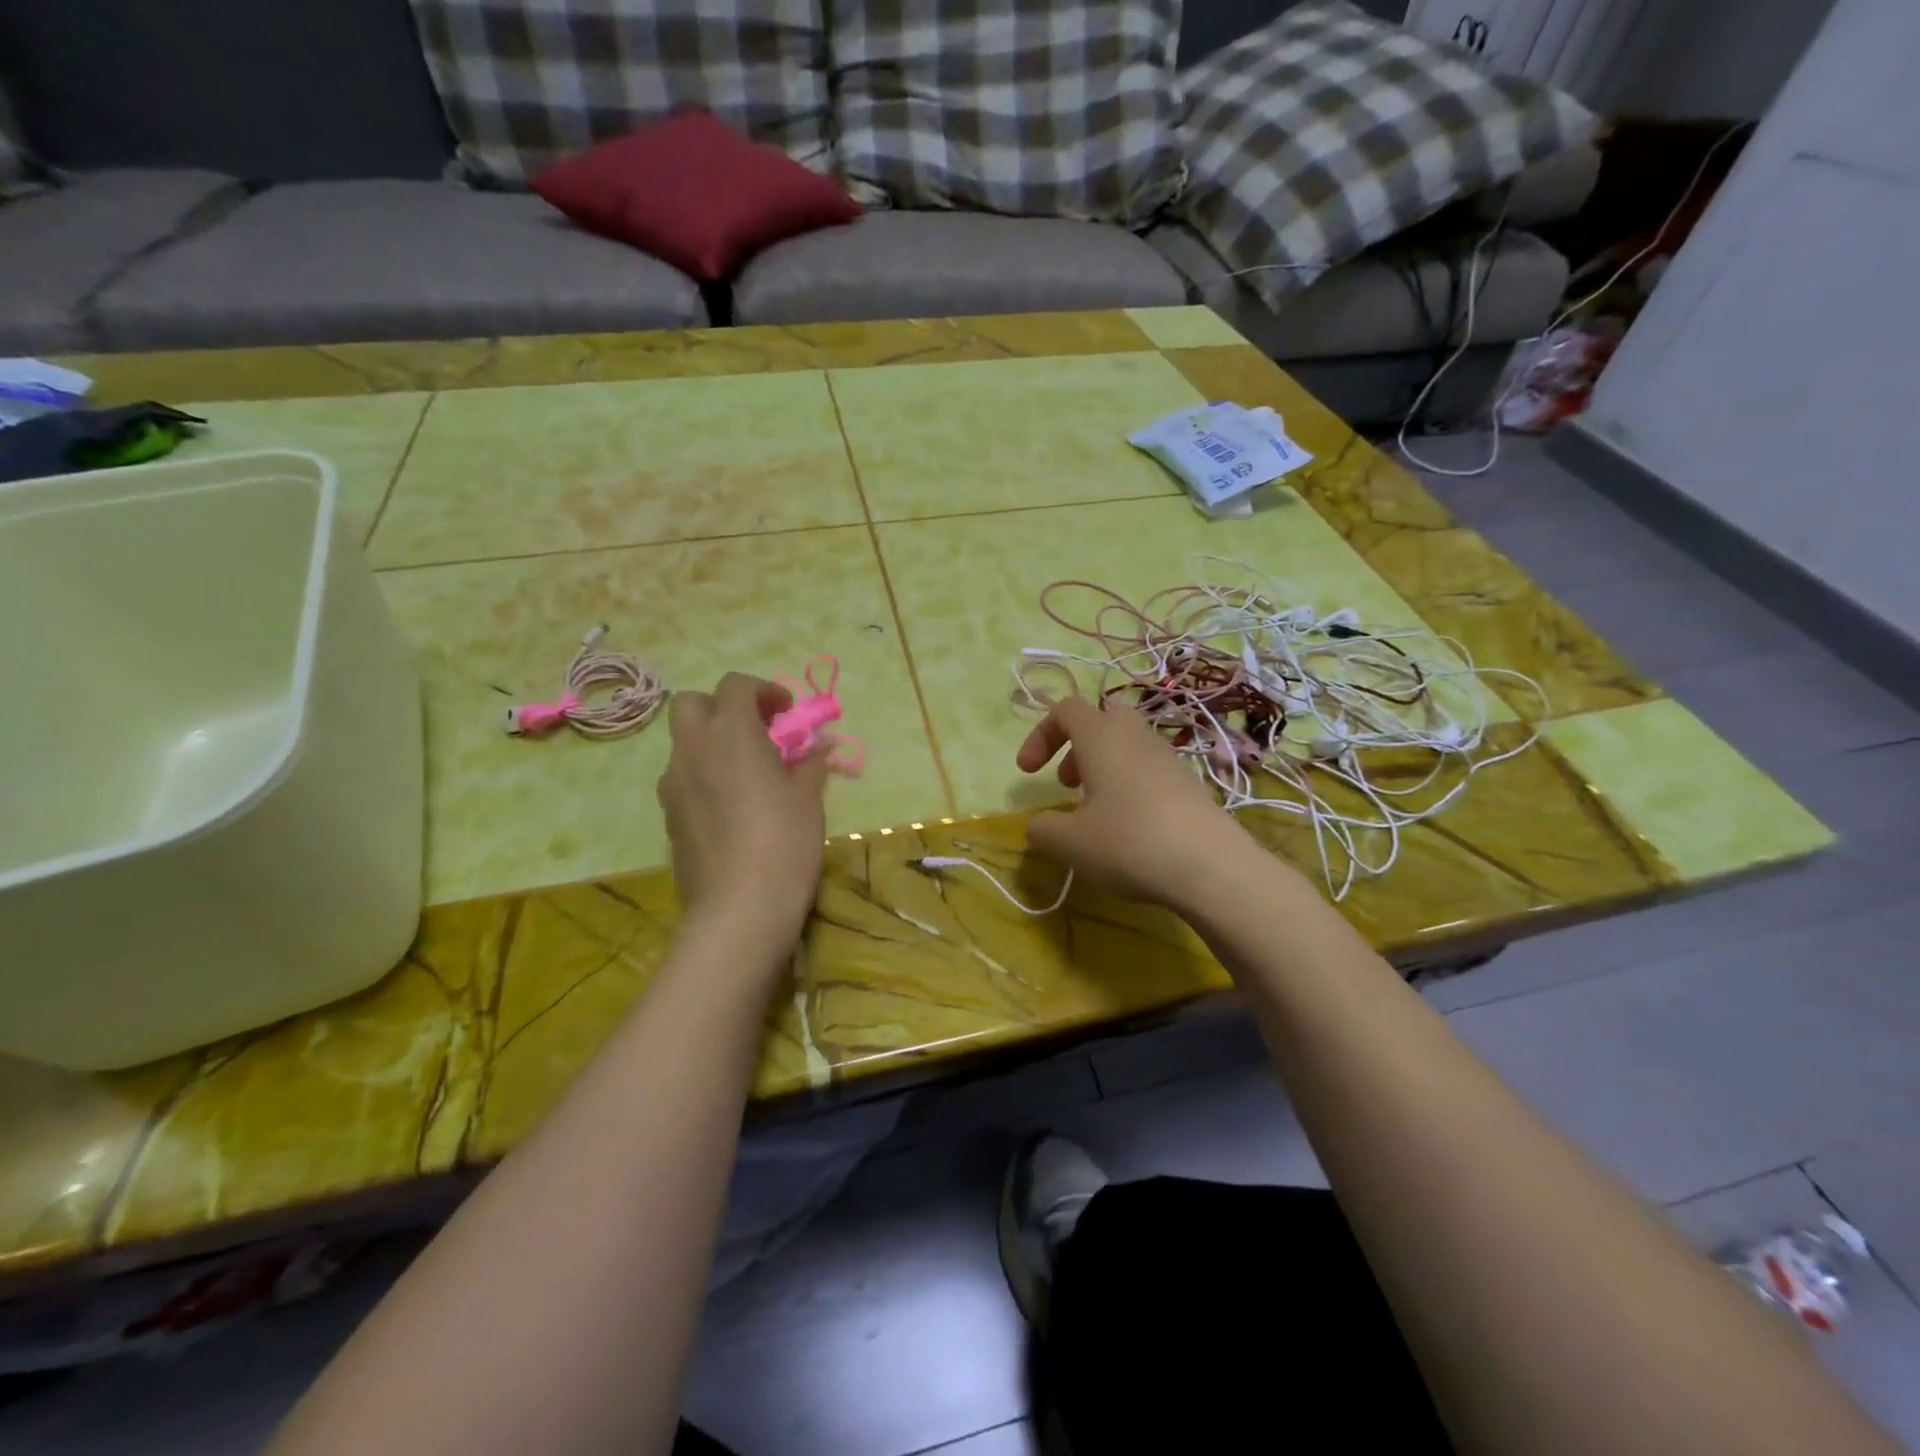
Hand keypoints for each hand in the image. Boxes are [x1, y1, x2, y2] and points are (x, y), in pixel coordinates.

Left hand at [658, 674, 829, 952]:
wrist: (739, 908)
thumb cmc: (784, 842)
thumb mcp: (808, 799)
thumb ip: (809, 764)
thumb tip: (817, 747)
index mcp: (731, 734)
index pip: (735, 686)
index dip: (764, 691)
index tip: (787, 713)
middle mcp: (693, 749)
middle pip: (692, 703)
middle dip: (722, 707)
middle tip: (756, 732)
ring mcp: (673, 783)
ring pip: (684, 743)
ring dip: (712, 742)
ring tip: (746, 772)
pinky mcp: (667, 816)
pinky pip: (682, 778)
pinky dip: (703, 775)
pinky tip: (730, 806)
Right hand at [1016, 696, 1256, 910]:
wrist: (1211, 866)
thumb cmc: (1128, 842)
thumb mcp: (1069, 842)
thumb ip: (1042, 828)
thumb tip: (1037, 825)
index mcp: (1102, 736)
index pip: (1065, 710)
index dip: (1040, 735)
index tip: (1028, 773)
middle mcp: (1135, 737)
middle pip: (1101, 719)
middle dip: (1076, 747)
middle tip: (1066, 784)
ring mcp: (1167, 758)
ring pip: (1127, 745)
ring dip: (1102, 768)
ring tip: (1093, 811)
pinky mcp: (1188, 783)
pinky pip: (1148, 769)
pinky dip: (1128, 786)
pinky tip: (1128, 828)